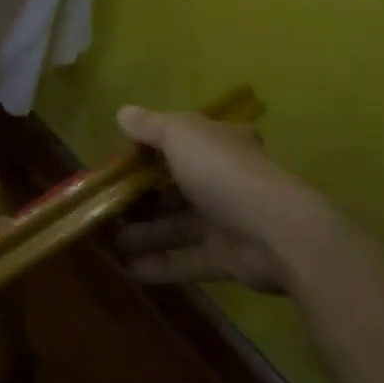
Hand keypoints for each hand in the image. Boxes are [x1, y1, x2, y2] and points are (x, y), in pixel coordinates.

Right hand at [113, 105, 332, 291]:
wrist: (278, 234)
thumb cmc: (224, 173)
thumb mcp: (180, 135)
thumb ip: (149, 125)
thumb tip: (122, 113)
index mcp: (218, 144)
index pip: (183, 140)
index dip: (152, 148)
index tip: (122, 159)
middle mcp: (223, 179)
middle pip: (174, 187)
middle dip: (140, 197)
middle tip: (105, 204)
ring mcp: (226, 221)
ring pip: (176, 225)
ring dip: (143, 233)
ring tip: (108, 240)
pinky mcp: (227, 258)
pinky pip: (186, 260)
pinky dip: (159, 264)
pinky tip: (127, 269)